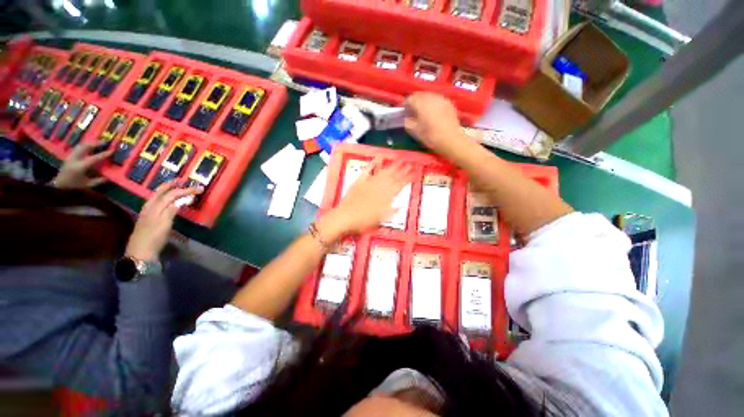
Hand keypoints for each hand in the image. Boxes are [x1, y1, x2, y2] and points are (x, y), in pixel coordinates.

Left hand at [51, 142, 113, 188]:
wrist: (59, 183)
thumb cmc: (74, 184)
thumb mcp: (87, 185)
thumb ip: (98, 181)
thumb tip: (108, 178)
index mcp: (80, 166)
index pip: (94, 158)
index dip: (104, 154)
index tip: (112, 150)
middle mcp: (75, 159)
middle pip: (85, 147)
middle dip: (95, 143)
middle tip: (105, 142)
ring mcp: (71, 156)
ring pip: (81, 145)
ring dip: (90, 143)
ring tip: (97, 142)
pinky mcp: (69, 155)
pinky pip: (78, 147)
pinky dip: (84, 145)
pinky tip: (89, 146)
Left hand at [125, 182, 202, 261]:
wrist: (140, 252)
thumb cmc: (154, 238)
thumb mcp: (165, 224)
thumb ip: (172, 210)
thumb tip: (182, 199)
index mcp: (155, 207)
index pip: (172, 194)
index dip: (186, 190)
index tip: (200, 189)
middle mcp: (150, 206)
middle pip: (162, 191)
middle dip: (173, 185)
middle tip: (185, 181)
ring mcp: (147, 211)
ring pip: (157, 195)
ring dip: (168, 189)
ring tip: (176, 186)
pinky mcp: (147, 217)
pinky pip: (155, 201)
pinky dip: (163, 196)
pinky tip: (167, 199)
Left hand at [319, 159, 412, 239]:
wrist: (344, 217)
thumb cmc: (363, 222)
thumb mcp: (380, 220)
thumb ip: (391, 212)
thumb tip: (402, 206)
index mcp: (385, 197)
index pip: (400, 185)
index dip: (408, 178)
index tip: (415, 172)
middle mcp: (379, 188)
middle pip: (393, 177)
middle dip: (403, 170)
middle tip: (411, 163)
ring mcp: (369, 183)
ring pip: (383, 172)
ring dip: (392, 166)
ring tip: (399, 160)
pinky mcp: (359, 181)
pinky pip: (367, 171)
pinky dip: (372, 164)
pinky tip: (378, 158)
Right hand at [404, 92, 464, 157]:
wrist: (451, 140)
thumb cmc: (431, 137)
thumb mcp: (415, 131)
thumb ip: (407, 122)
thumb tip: (405, 117)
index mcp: (421, 104)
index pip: (409, 99)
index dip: (404, 105)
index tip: (403, 112)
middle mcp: (431, 97)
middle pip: (419, 95)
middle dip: (414, 102)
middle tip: (412, 112)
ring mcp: (441, 98)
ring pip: (429, 95)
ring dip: (423, 101)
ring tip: (422, 112)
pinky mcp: (449, 103)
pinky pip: (437, 99)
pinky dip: (432, 103)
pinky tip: (433, 112)